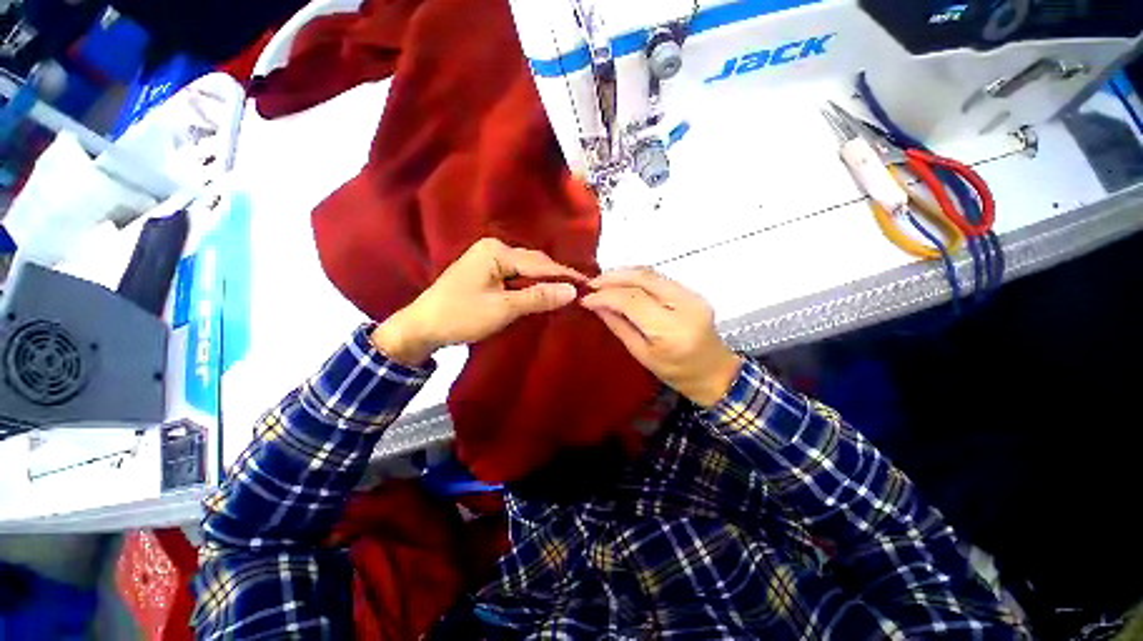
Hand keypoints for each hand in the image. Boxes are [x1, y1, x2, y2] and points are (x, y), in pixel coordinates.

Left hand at [371, 238, 586, 365]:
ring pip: (526, 270)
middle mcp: (494, 249)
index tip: (588, 284)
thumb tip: (572, 291)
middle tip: (580, 290)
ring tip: (566, 293)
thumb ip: (538, 297)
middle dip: (555, 277)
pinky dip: (530, 286)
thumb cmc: (461, 316)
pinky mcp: (486, 272)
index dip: (564, 275)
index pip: (540, 263)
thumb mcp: (503, 308)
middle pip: (534, 263)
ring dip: (544, 282)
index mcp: (497, 252)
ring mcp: (488, 260)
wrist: (422, 327)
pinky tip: (542, 294)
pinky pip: (516, 276)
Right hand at [581, 268, 741, 406]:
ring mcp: (692, 295)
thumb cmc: (676, 373)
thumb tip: (596, 305)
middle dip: (613, 277)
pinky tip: (622, 282)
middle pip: (643, 279)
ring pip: (651, 274)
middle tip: (591, 283)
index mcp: (672, 329)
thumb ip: (619, 326)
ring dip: (623, 274)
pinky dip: (636, 277)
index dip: (606, 296)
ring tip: (602, 281)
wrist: (715, 372)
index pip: (632, 300)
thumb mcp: (642, 354)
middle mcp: (685, 305)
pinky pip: (659, 278)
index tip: (585, 298)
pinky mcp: (692, 291)